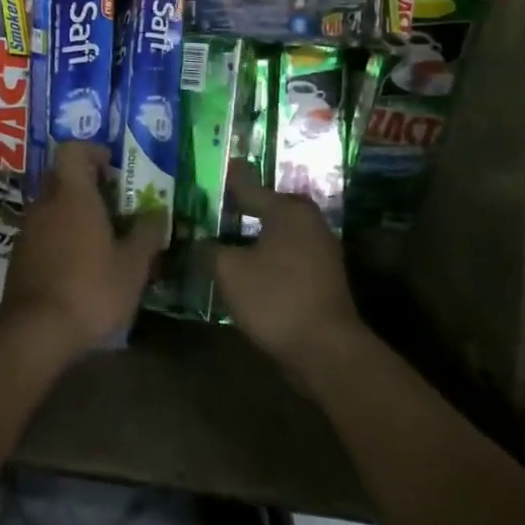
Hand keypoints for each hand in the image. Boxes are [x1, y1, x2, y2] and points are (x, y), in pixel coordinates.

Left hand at [0, 141, 165, 355]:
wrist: (36, 332)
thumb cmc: (91, 289)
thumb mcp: (133, 266)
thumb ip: (147, 234)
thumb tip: (157, 212)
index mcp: (73, 195)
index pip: (72, 150)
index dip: (92, 151)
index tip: (112, 166)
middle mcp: (45, 204)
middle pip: (61, 177)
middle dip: (86, 184)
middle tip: (113, 204)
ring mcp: (27, 230)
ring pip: (51, 206)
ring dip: (72, 213)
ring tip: (100, 238)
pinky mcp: (19, 256)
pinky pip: (42, 232)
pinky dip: (59, 236)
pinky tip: (78, 264)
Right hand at [213, 161, 366, 387]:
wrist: (326, 350)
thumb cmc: (275, 298)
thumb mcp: (229, 271)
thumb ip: (209, 250)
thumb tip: (197, 241)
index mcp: (288, 209)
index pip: (247, 186)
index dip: (222, 182)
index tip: (203, 175)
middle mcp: (308, 221)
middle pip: (264, 208)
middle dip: (236, 209)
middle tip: (206, 211)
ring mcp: (320, 249)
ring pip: (275, 233)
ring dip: (249, 236)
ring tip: (219, 240)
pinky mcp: (322, 276)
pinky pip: (285, 255)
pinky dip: (264, 256)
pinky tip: (243, 267)